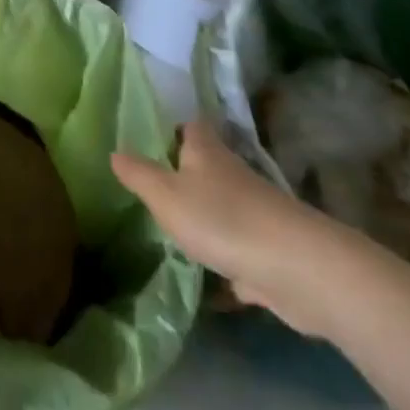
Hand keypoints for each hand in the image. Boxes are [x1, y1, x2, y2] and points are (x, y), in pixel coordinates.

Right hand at [113, 120, 392, 339]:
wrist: (295, 269)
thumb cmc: (222, 219)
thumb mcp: (166, 195)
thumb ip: (139, 175)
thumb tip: (114, 151)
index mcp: (207, 153)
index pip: (192, 125)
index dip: (176, 126)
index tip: (156, 136)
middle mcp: (233, 175)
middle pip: (209, 165)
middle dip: (187, 174)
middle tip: (155, 187)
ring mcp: (255, 213)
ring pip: (224, 208)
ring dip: (206, 218)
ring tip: (174, 232)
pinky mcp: (269, 251)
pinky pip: (240, 251)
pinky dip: (227, 262)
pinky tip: (209, 284)